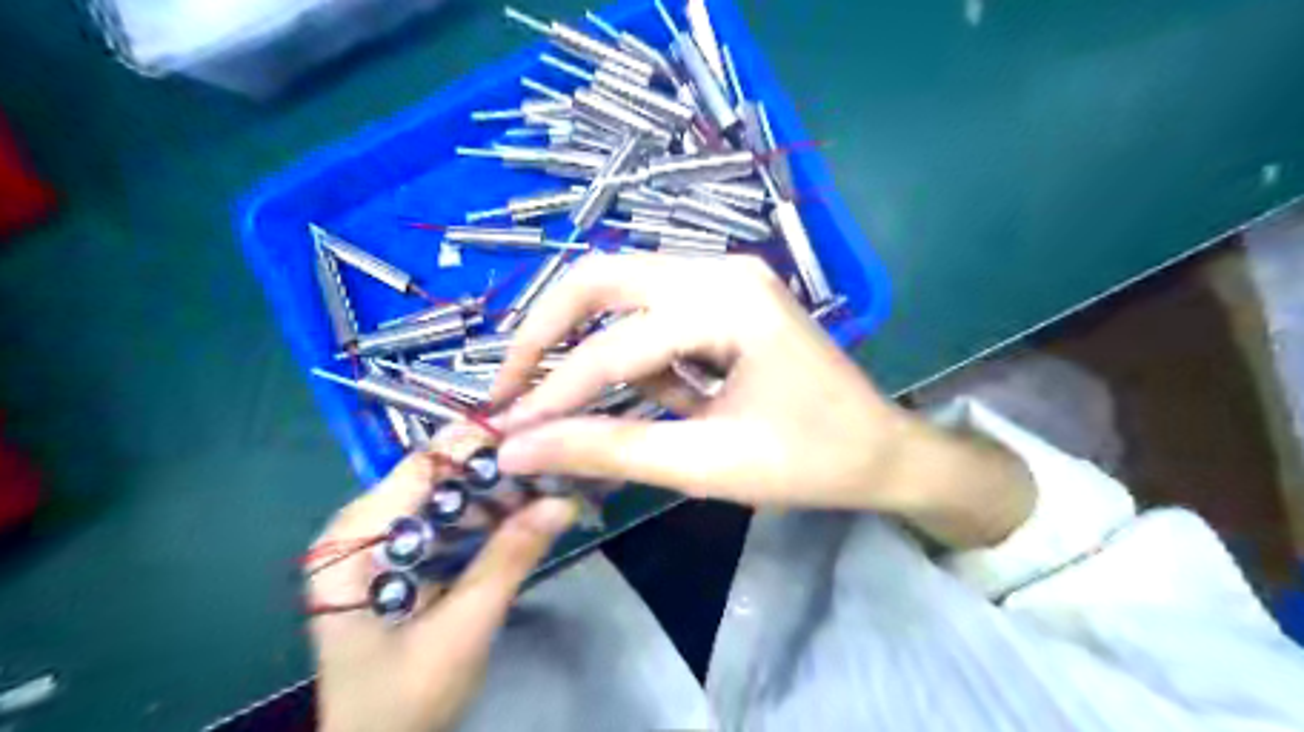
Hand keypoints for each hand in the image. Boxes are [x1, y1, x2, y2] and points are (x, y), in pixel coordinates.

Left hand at [308, 448, 576, 729]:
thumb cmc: (402, 703)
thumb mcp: (463, 631)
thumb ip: (509, 560)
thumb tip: (563, 501)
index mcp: (352, 542)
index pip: (421, 467)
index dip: (480, 446)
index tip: (540, 436)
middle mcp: (356, 528)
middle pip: (434, 476)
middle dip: (495, 472)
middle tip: (551, 472)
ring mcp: (375, 541)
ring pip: (444, 494)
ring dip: (494, 493)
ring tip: (544, 493)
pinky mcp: (395, 556)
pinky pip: (444, 519)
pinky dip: (484, 516)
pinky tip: (519, 518)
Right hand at [482, 255, 920, 511]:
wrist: (882, 452)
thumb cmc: (808, 462)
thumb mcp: (704, 463)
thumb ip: (607, 450)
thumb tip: (520, 449)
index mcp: (727, 302)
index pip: (614, 347)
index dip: (553, 394)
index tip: (503, 430)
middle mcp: (721, 269)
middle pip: (601, 279)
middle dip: (546, 334)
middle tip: (510, 386)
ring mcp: (726, 275)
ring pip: (624, 293)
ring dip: (596, 347)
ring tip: (595, 405)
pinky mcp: (726, 295)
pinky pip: (656, 314)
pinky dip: (643, 356)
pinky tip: (674, 397)